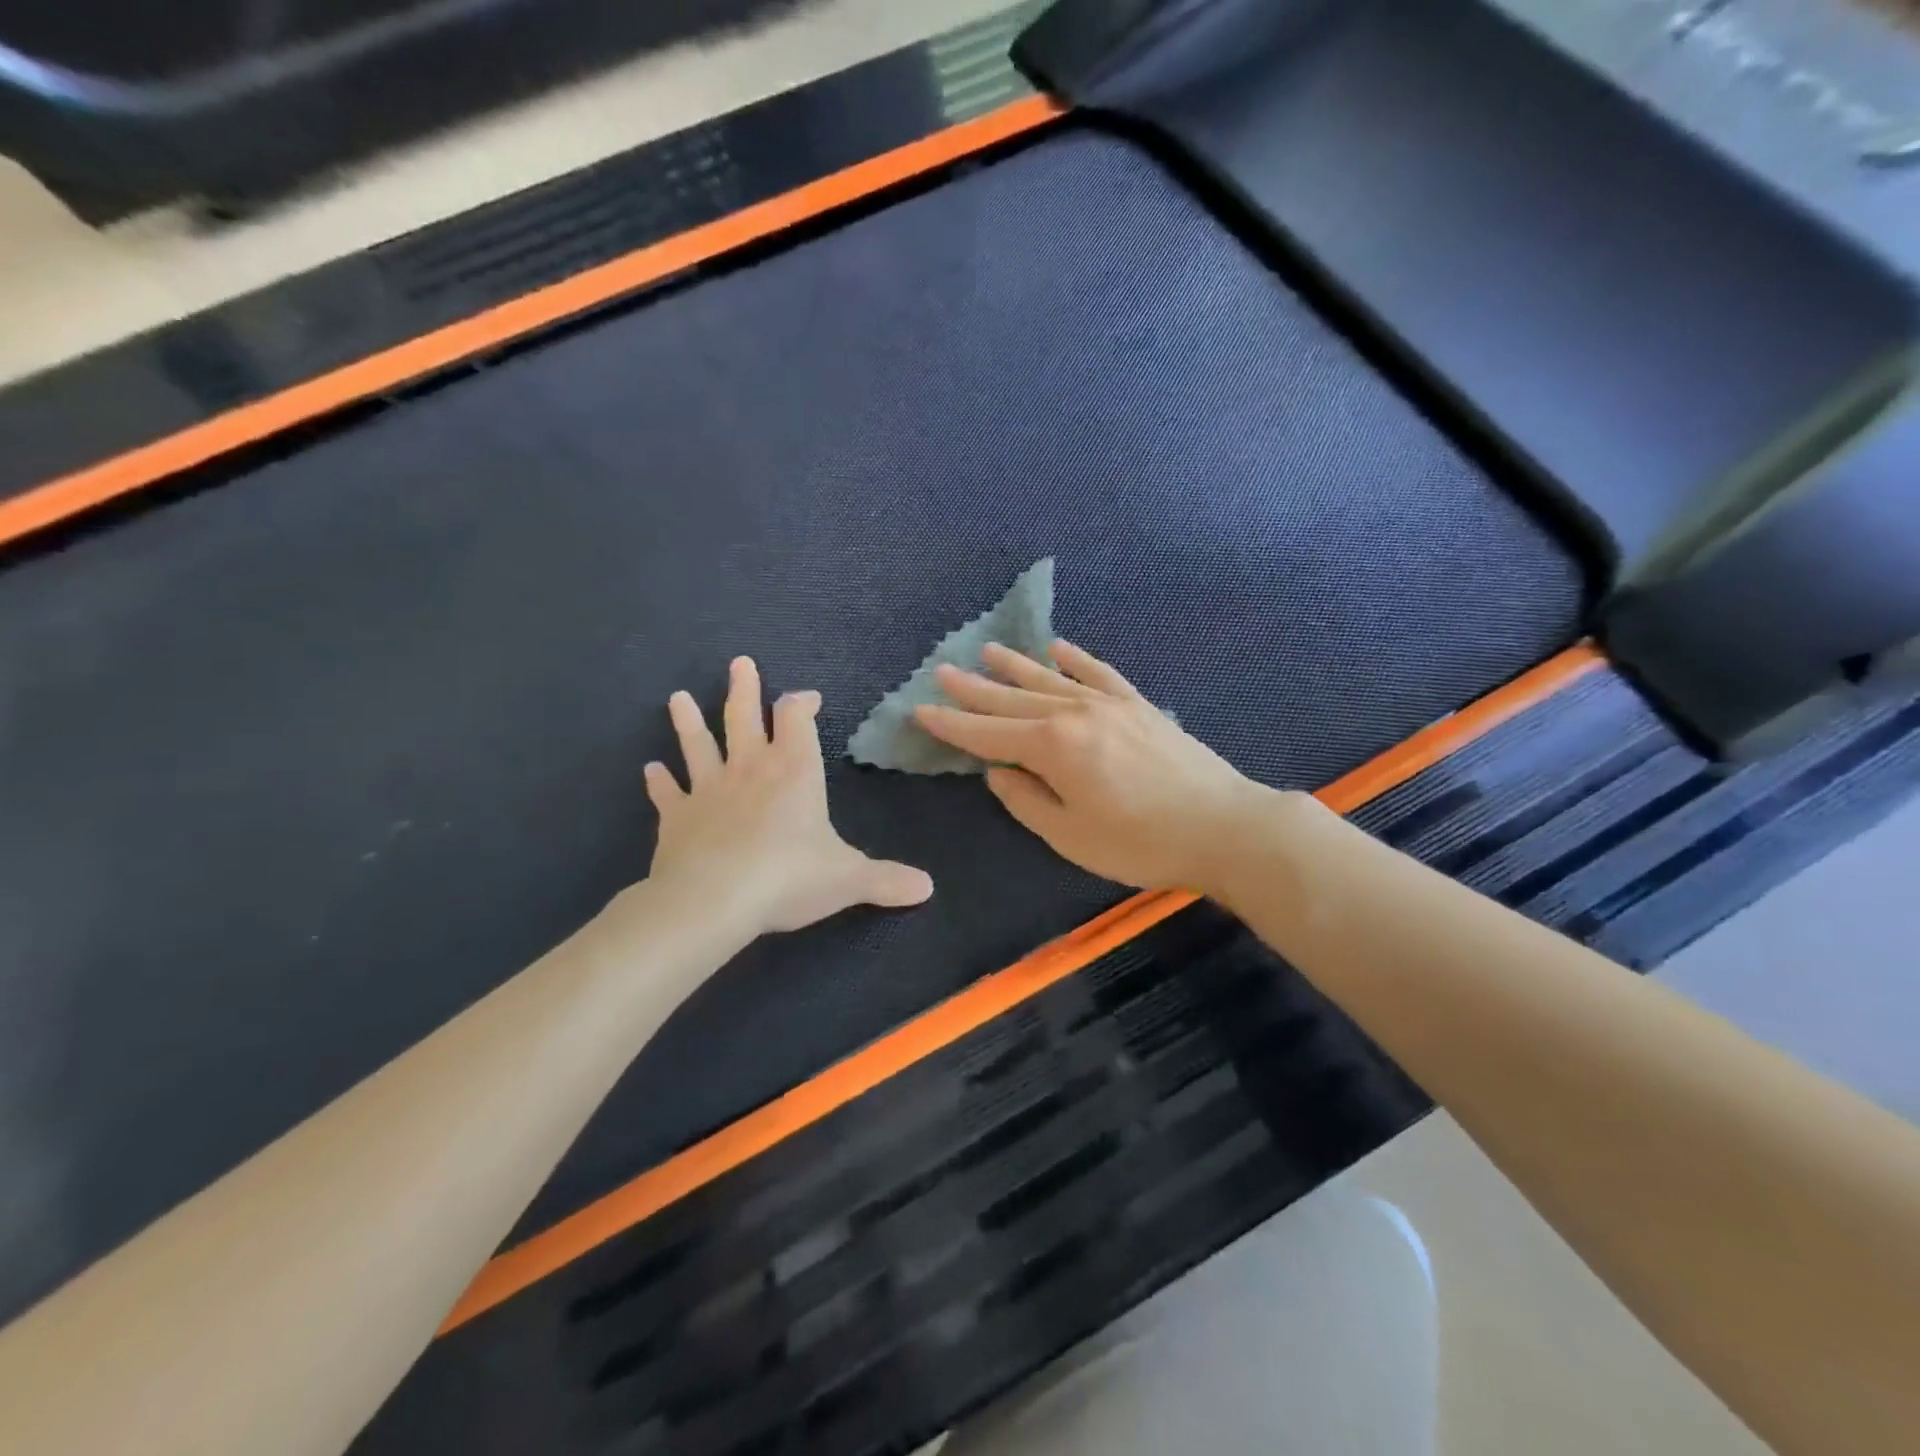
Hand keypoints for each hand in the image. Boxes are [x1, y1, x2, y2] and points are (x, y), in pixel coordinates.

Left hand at [645, 656, 933, 934]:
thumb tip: (927, 888)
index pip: (797, 720)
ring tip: (677, 698)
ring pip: (697, 745)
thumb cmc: (788, 877)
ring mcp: (708, 790)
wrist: (714, 900)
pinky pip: (667, 793)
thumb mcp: (849, 879)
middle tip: (739, 663)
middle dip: (744, 690)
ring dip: (688, 722)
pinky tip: (650, 770)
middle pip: (743, 718)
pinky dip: (658, 782)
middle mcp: (749, 770)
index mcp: (794, 772)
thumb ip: (886, 881)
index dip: (801, 703)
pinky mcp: (675, 818)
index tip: (807, 697)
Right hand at [915, 641, 1275, 893]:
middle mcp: (1074, 714)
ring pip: (1050, 679)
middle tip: (942, 670)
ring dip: (1016, 666)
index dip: (952, 724)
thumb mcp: (1071, 836)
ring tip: (987, 652)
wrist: (1223, 826)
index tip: (920, 710)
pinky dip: (1076, 659)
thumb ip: (1026, 801)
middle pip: (1013, 698)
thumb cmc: (1140, 842)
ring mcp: (1109, 704)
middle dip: (974, 688)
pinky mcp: (1139, 705)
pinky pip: (1099, 673)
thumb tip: (997, 773)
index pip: (988, 733)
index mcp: (1052, 748)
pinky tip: (1058, 647)